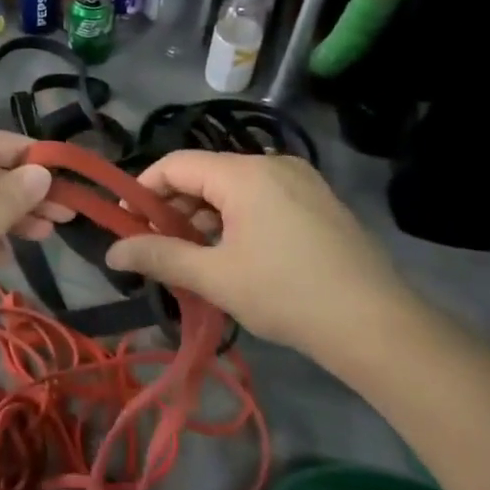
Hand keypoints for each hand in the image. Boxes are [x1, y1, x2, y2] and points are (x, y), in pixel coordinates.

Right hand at [102, 151, 428, 371]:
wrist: (377, 325)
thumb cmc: (286, 294)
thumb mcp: (214, 277)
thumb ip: (159, 257)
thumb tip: (111, 253)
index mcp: (244, 173)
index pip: (175, 164)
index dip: (142, 190)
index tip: (124, 223)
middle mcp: (273, 164)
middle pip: (205, 174)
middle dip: (174, 207)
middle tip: (157, 247)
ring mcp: (301, 181)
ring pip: (234, 188)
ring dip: (205, 217)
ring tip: (194, 258)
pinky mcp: (319, 202)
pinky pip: (262, 198)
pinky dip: (237, 219)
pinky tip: (235, 255)